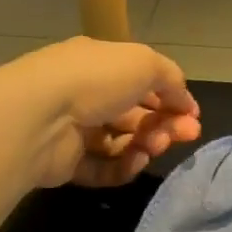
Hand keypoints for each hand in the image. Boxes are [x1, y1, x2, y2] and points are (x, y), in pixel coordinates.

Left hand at [11, 37, 202, 187]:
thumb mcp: (145, 63)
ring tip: (154, 147)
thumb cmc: (95, 80)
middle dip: (165, 124)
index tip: (193, 116)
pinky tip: (135, 162)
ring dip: (146, 144)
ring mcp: (73, 130)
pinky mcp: (66, 163)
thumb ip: (171, 79)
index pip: (142, 80)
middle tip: (185, 135)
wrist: (38, 118)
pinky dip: (123, 167)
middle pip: (135, 114)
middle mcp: (85, 93)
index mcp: (100, 63)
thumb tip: (185, 103)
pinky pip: (104, 167)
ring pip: (122, 141)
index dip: (171, 97)